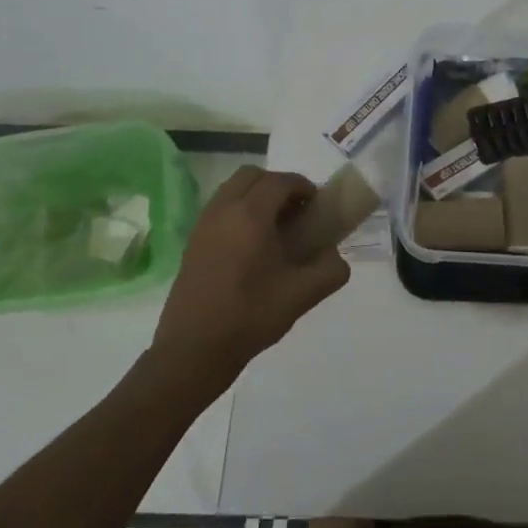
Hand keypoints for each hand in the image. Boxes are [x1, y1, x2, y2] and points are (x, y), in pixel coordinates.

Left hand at [149, 166, 350, 397]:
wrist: (193, 350)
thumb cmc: (250, 317)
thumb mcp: (302, 295)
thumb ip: (330, 270)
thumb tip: (336, 258)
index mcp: (250, 217)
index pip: (280, 181)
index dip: (303, 186)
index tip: (318, 206)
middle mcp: (223, 211)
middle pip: (251, 176)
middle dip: (277, 185)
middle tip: (296, 212)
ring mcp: (203, 225)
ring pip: (232, 190)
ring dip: (256, 197)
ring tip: (275, 229)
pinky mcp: (192, 243)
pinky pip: (219, 209)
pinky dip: (239, 212)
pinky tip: (252, 247)